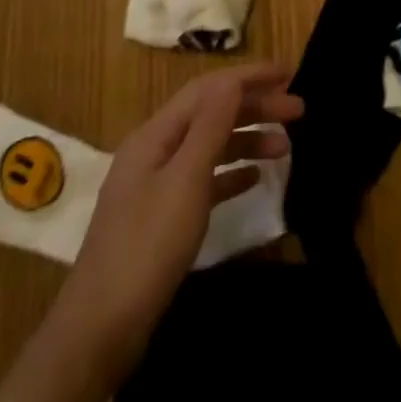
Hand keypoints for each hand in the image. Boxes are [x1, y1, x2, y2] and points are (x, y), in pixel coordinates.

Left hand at [61, 62, 302, 380]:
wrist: (101, 329)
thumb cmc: (147, 247)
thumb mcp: (185, 180)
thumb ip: (210, 127)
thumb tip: (232, 80)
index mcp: (155, 135)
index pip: (208, 89)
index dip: (248, 77)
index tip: (289, 73)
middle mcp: (154, 151)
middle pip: (210, 114)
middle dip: (254, 107)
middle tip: (299, 111)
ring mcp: (156, 185)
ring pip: (209, 146)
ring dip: (247, 140)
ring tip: (286, 148)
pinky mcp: (161, 218)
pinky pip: (203, 180)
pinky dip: (230, 173)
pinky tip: (255, 178)